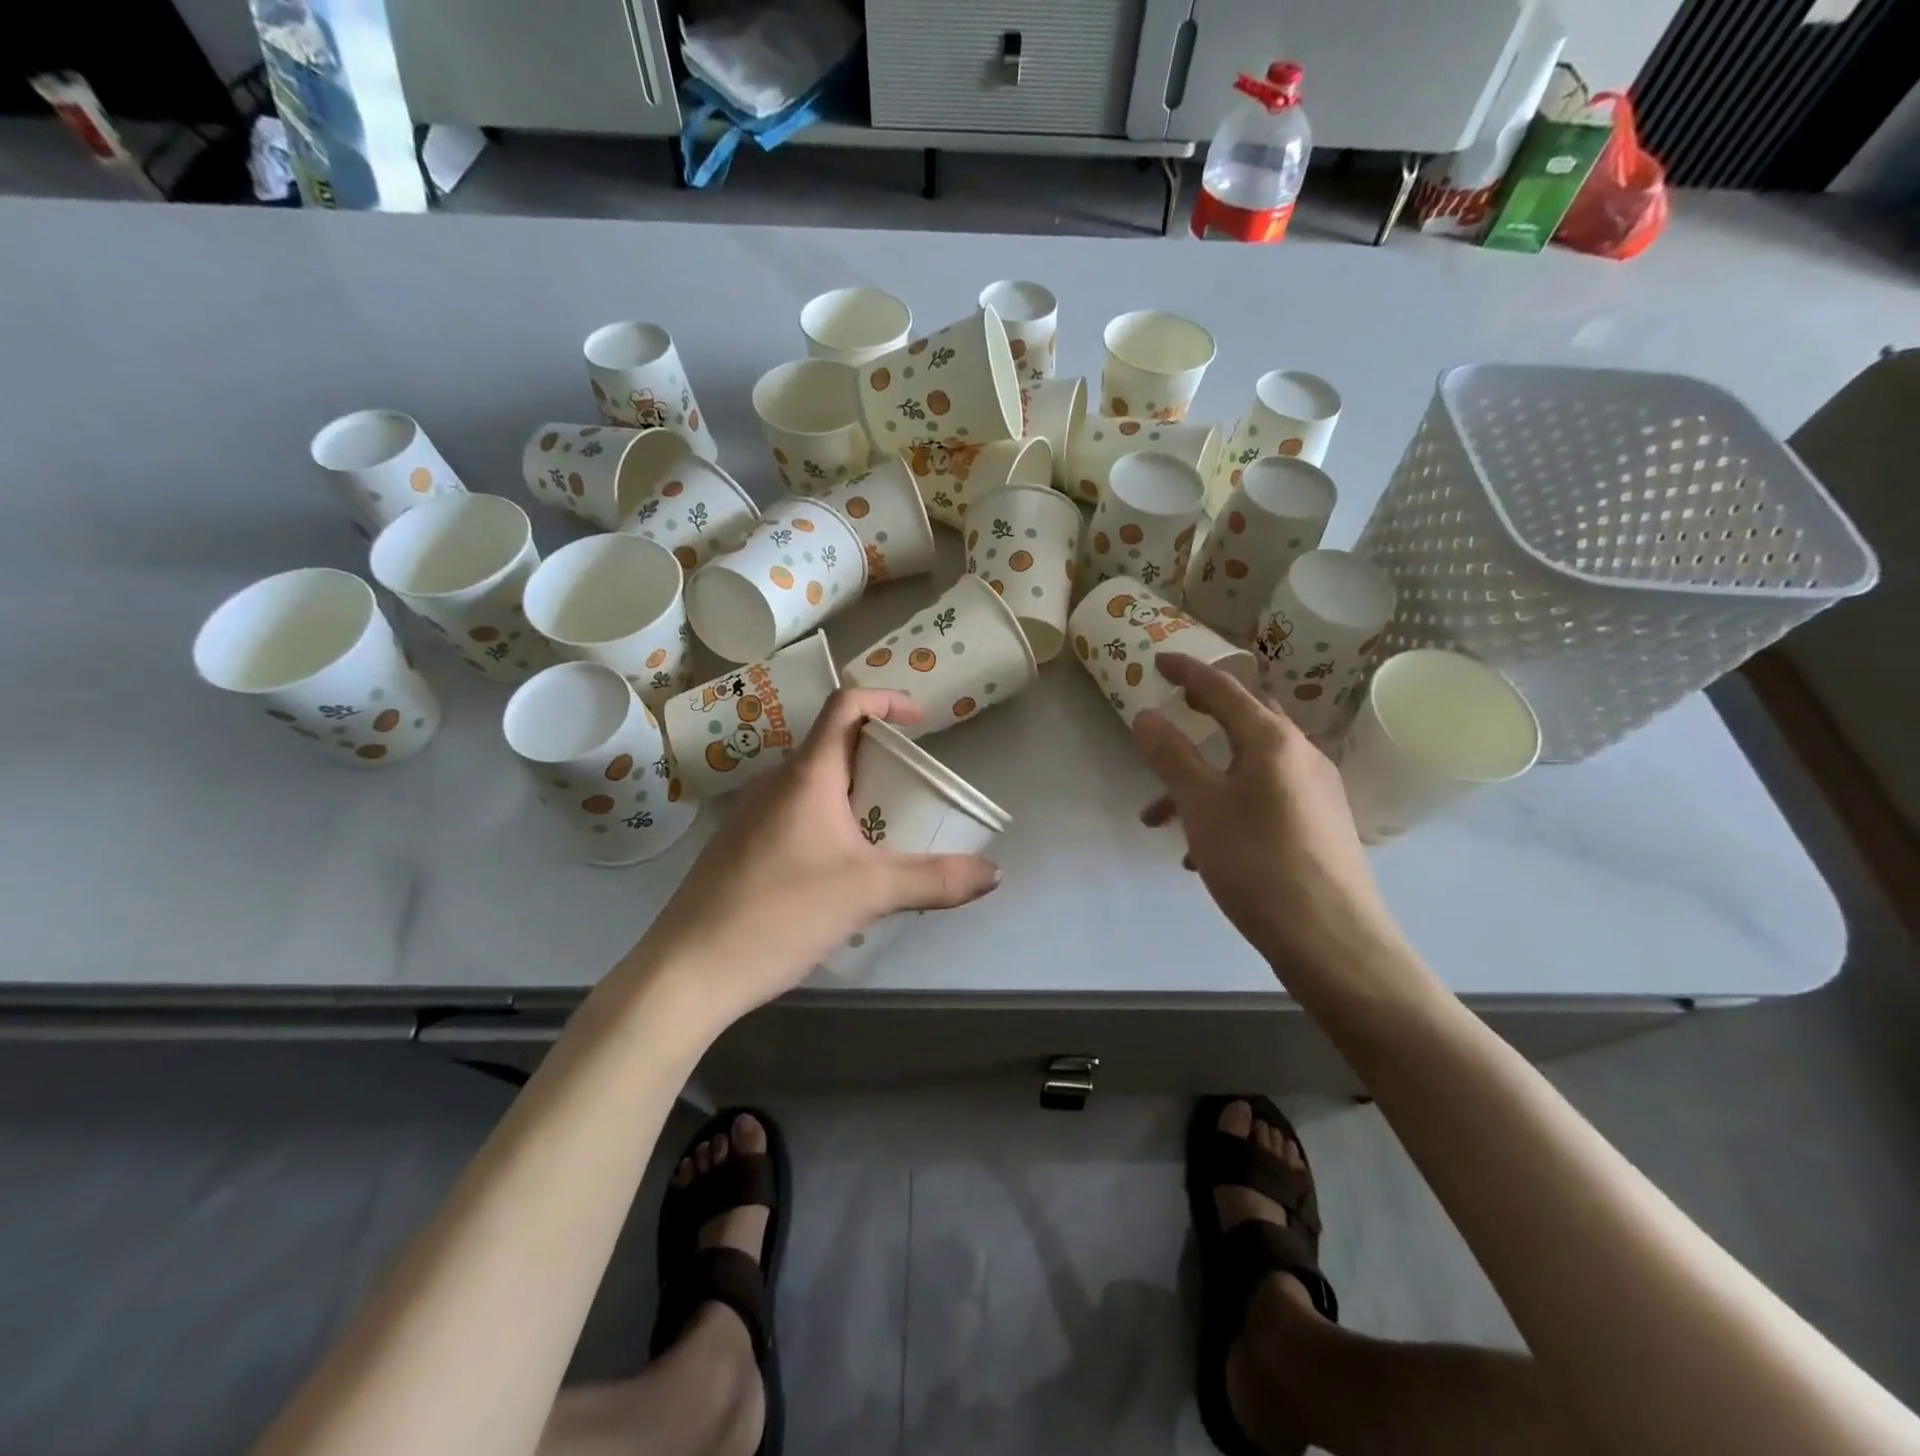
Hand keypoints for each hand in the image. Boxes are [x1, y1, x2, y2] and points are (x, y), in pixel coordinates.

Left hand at [639, 687, 999, 1026]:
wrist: (686, 971)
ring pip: (815, 784)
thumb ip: (935, 881)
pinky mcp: (741, 846)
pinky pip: (796, 814)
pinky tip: (842, 868)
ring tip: (888, 829)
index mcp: (807, 776)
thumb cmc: (779, 914)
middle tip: (916, 787)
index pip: (846, 706)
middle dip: (881, 756)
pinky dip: (830, 820)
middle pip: (835, 745)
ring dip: (855, 792)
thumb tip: (994, 873)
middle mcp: (776, 783)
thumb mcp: (868, 894)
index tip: (922, 723)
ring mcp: (752, 815)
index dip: (887, 700)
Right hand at [1132, 654, 1401, 985]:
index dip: (1188, 671)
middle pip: (1245, 720)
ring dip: (1204, 779)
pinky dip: (1228, 807)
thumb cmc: (1258, 863)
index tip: (1158, 661)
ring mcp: (1316, 791)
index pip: (1225, 688)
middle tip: (1171, 713)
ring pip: (1249, 768)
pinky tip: (1202, 851)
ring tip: (1161, 820)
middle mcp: (1301, 755)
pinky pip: (1264, 799)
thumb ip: (1172, 756)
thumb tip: (1146, 715)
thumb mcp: (1201, 807)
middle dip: (1203, 717)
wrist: (1332, 940)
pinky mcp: (1319, 825)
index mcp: (1273, 741)